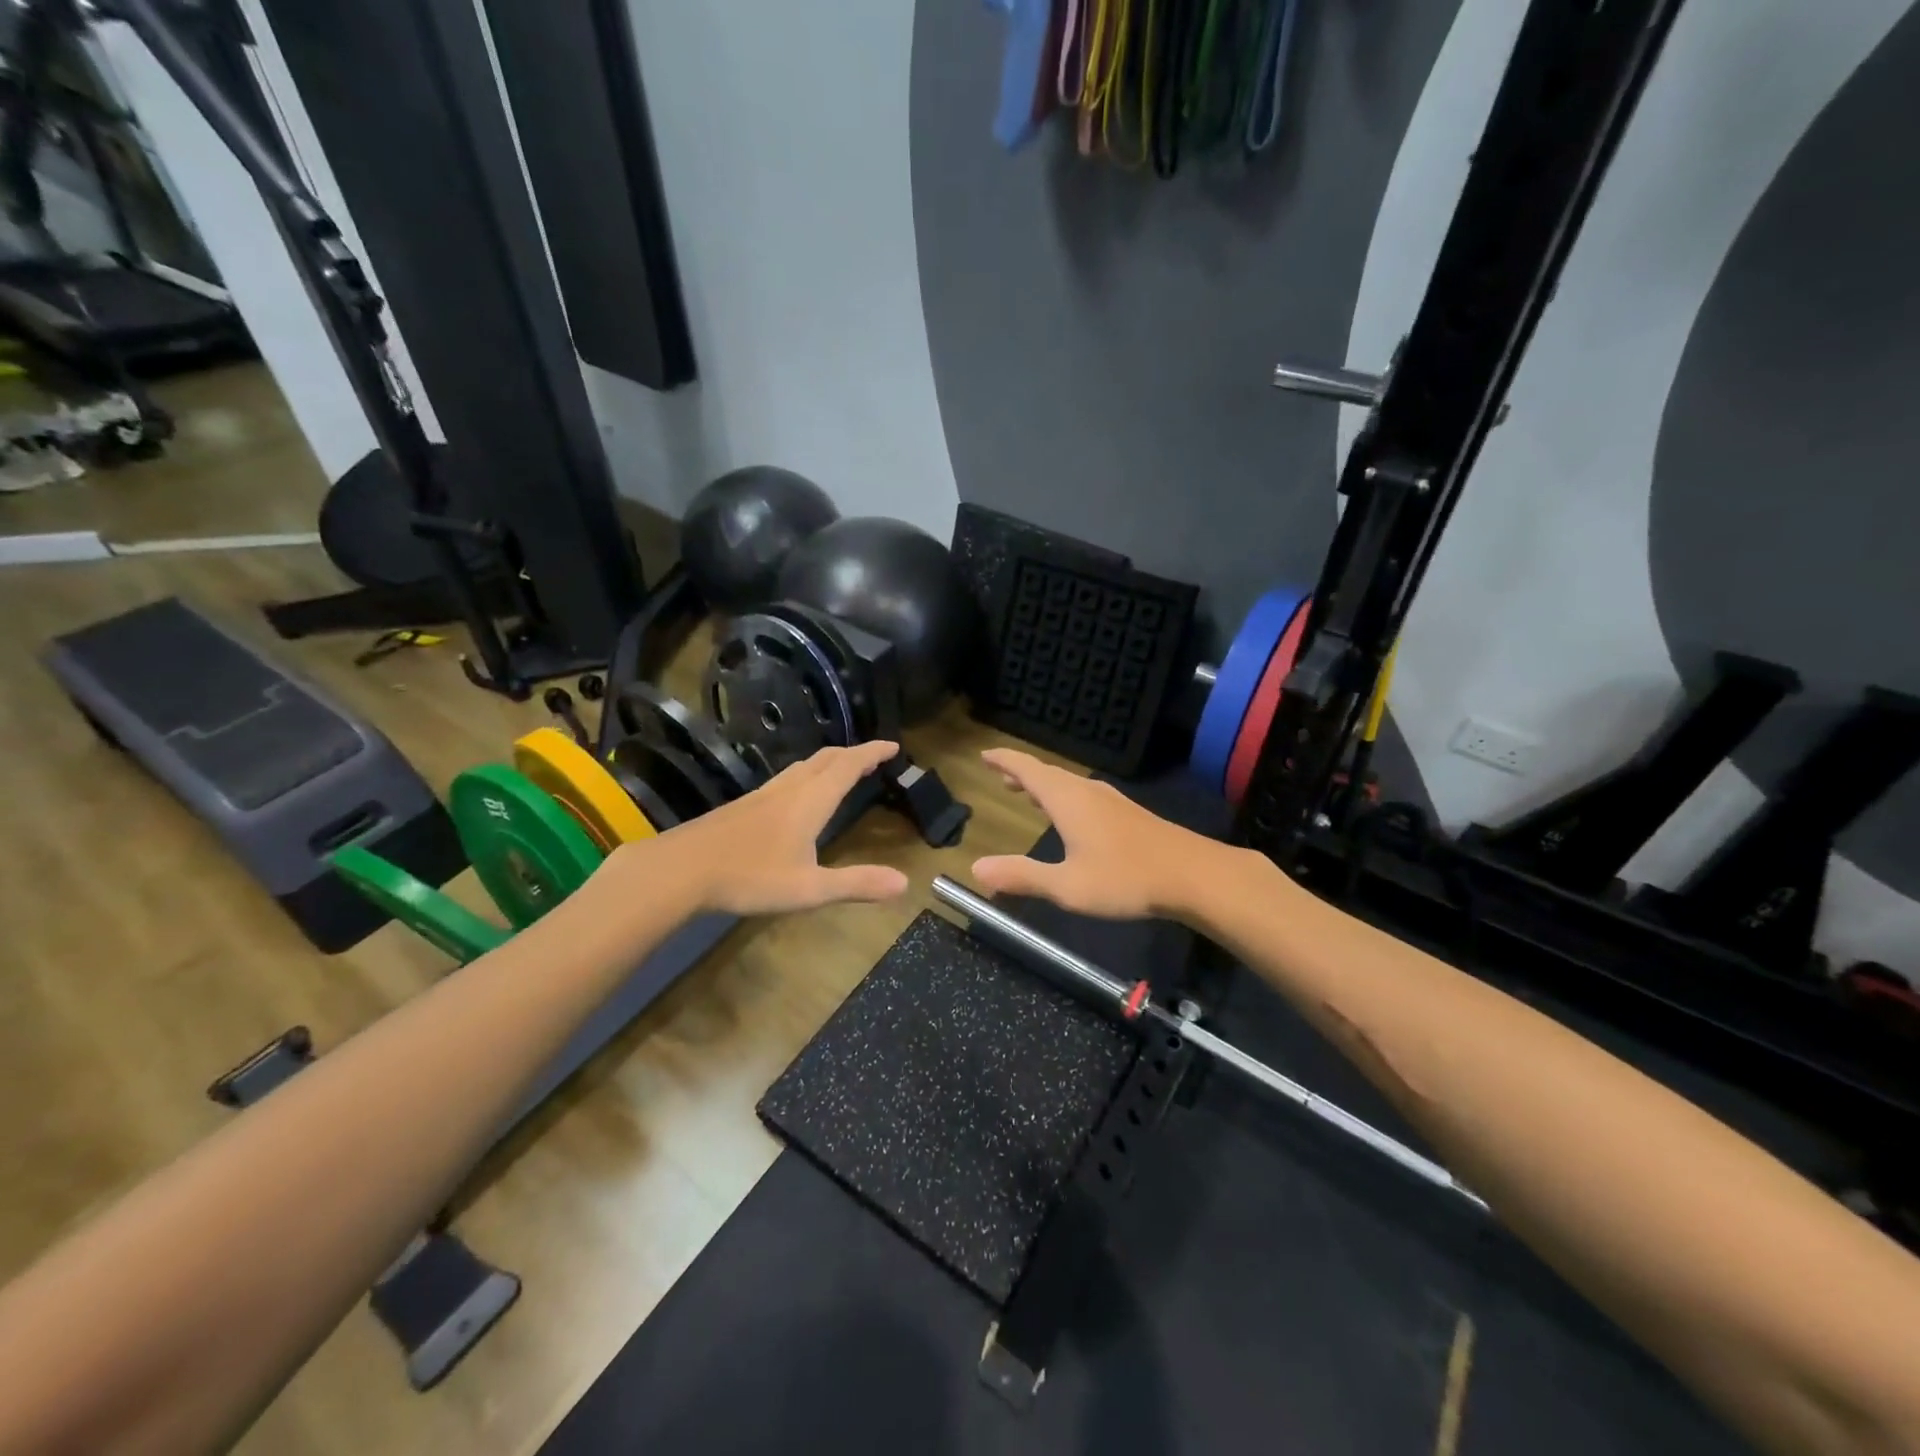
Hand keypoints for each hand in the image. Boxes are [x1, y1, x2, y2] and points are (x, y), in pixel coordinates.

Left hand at [645, 739, 909, 915]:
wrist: (680, 870)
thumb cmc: (750, 877)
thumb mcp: (809, 888)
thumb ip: (856, 884)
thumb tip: (905, 883)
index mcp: (810, 801)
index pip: (848, 766)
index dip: (872, 752)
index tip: (893, 745)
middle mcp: (789, 789)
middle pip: (826, 759)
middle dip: (853, 753)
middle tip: (873, 756)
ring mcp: (762, 795)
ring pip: (802, 767)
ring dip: (828, 762)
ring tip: (841, 769)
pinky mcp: (743, 806)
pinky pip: (785, 779)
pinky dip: (806, 775)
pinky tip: (796, 796)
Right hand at [971, 748, 1231, 920]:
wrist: (1194, 876)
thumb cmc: (1126, 878)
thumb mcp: (1067, 886)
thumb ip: (1022, 876)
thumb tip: (976, 868)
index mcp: (1068, 800)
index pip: (1028, 770)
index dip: (1004, 761)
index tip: (985, 755)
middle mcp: (1088, 792)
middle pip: (1049, 774)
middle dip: (1022, 773)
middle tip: (1001, 775)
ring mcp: (1112, 801)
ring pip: (1069, 785)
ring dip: (1045, 786)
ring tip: (1027, 793)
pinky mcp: (1129, 815)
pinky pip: (1085, 795)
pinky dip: (1065, 797)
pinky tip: (1072, 816)